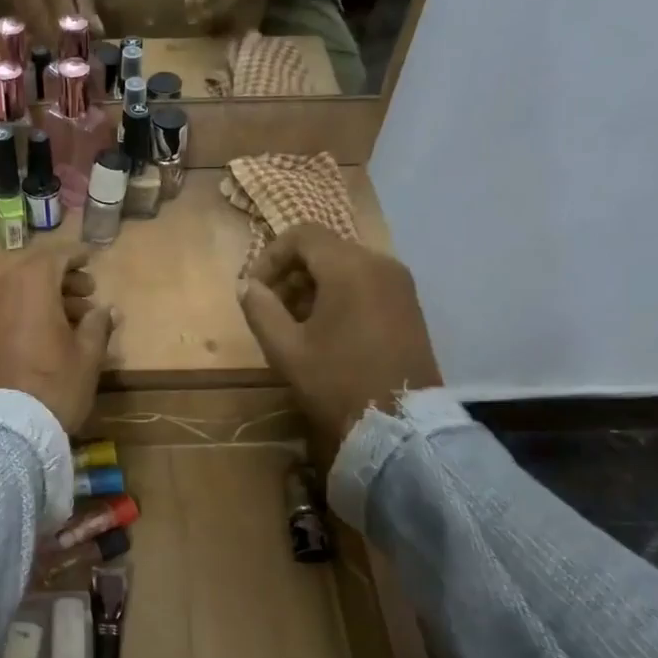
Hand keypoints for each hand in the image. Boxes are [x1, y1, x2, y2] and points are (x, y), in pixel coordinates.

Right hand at [0, 0, 99, 52]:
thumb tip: (95, 31)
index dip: (69, 24)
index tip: (84, 44)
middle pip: (40, 16)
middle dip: (60, 39)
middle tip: (77, 54)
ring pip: (31, 23)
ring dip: (50, 40)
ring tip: (67, 51)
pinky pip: (23, 22)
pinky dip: (39, 33)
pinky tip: (52, 40)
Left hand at [0, 249, 118, 433]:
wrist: (4, 428)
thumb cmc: (54, 385)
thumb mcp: (87, 356)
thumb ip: (97, 325)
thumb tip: (106, 310)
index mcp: (31, 285)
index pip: (56, 257)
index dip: (77, 256)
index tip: (93, 259)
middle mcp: (0, 289)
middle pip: (34, 272)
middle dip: (62, 279)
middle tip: (88, 293)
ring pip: (17, 291)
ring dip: (43, 296)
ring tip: (71, 317)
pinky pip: (3, 309)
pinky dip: (24, 311)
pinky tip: (43, 333)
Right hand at [238, 225, 441, 459]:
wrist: (399, 423)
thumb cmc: (337, 382)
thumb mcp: (285, 349)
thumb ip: (260, 309)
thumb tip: (248, 286)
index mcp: (349, 267)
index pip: (302, 235)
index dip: (271, 256)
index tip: (255, 289)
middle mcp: (380, 263)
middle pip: (324, 248)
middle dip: (291, 273)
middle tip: (272, 310)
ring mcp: (400, 284)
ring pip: (345, 266)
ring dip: (314, 285)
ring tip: (296, 324)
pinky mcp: (409, 304)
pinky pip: (366, 282)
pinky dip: (340, 294)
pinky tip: (327, 331)